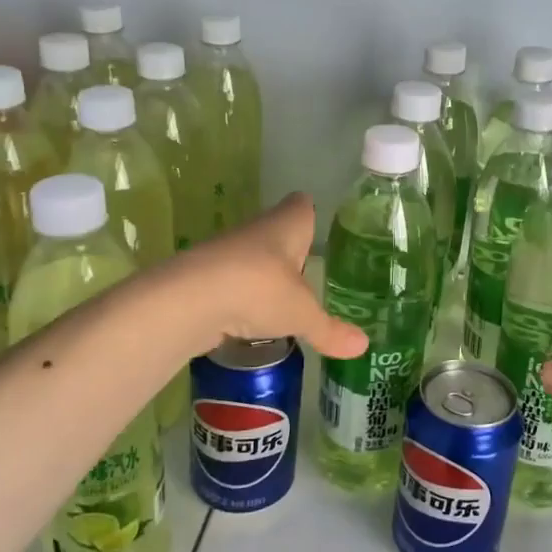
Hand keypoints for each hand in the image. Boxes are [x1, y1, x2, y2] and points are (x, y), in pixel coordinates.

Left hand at [174, 194, 367, 360]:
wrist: (189, 300)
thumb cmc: (259, 289)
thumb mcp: (302, 314)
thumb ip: (330, 330)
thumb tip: (363, 346)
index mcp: (287, 224)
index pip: (302, 205)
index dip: (311, 216)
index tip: (320, 234)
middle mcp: (257, 229)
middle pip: (278, 233)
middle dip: (292, 254)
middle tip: (311, 279)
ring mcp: (226, 252)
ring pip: (253, 258)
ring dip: (265, 277)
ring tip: (283, 305)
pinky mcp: (203, 276)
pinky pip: (231, 283)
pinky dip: (241, 299)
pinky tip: (250, 321)